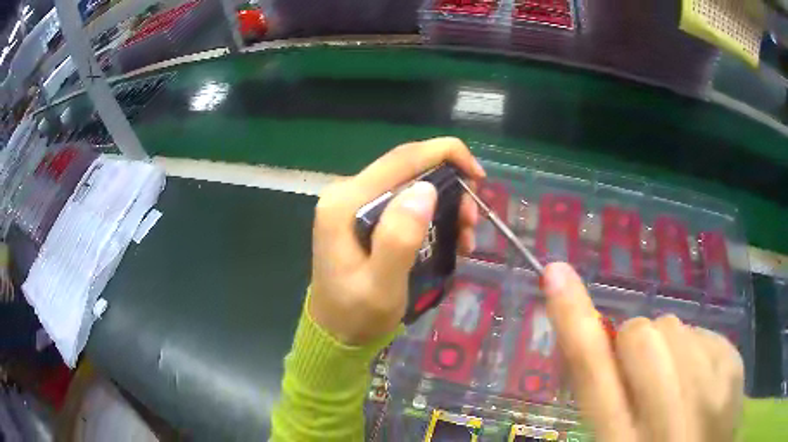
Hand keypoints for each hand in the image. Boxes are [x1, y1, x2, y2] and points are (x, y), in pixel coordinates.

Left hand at [310, 137, 485, 345]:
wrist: (336, 331)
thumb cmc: (357, 314)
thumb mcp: (382, 286)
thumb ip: (399, 238)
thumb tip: (425, 190)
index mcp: (346, 202)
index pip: (402, 159)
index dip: (446, 154)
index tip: (478, 175)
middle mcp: (348, 192)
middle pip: (409, 169)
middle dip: (450, 187)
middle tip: (471, 222)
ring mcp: (355, 202)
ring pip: (412, 184)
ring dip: (446, 204)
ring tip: (464, 237)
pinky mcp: (364, 215)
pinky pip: (406, 202)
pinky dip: (433, 215)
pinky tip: (449, 240)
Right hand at [542, 262, 744, 441]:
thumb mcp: (615, 441)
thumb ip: (605, 397)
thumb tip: (598, 336)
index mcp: (624, 441)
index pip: (593, 372)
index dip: (573, 319)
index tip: (556, 272)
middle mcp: (670, 414)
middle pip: (640, 334)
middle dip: (633, 344)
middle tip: (642, 376)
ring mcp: (712, 386)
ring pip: (674, 326)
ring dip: (667, 346)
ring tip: (676, 383)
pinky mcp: (735, 365)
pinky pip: (702, 330)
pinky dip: (694, 348)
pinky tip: (700, 380)